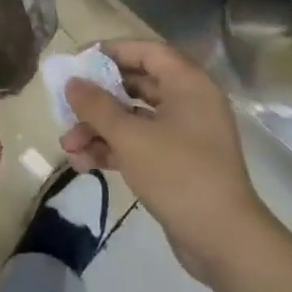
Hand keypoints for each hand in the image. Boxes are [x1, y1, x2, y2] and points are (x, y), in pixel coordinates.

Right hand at [61, 40, 272, 282]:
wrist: (223, 241)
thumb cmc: (178, 174)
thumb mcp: (131, 138)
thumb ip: (97, 106)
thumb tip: (73, 82)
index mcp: (188, 85)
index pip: (147, 52)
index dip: (111, 51)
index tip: (78, 61)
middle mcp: (189, 102)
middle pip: (137, 85)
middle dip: (98, 98)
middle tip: (67, 103)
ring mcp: (184, 135)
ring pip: (134, 119)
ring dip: (99, 129)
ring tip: (68, 145)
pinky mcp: (178, 163)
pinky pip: (140, 144)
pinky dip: (113, 150)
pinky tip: (83, 163)